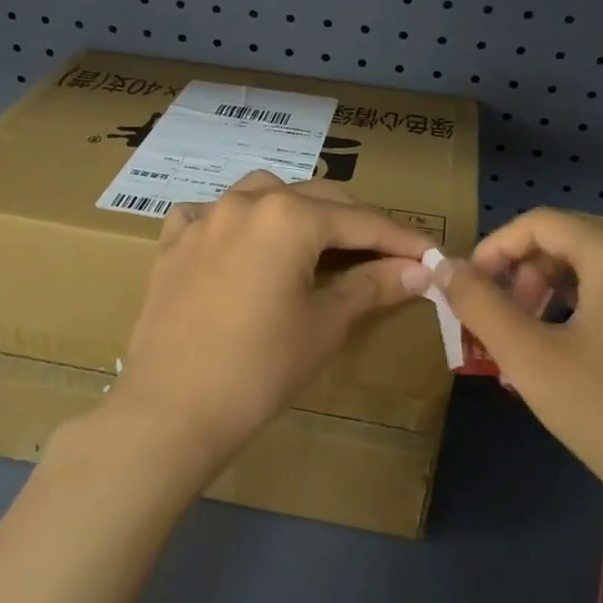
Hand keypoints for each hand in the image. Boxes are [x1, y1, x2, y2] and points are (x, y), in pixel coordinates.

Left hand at [107, 171, 431, 478]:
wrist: (170, 409)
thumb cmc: (259, 369)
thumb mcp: (325, 325)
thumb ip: (373, 286)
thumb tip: (419, 269)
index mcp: (289, 216)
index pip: (361, 221)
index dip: (401, 237)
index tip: (432, 251)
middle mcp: (247, 201)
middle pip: (316, 198)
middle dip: (355, 222)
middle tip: (385, 253)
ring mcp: (204, 217)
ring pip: (263, 192)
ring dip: (297, 209)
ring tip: (315, 242)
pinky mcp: (173, 241)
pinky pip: (211, 212)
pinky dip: (237, 220)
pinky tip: (242, 244)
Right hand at [434, 209, 602, 542]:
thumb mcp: (530, 359)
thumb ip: (480, 305)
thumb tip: (444, 267)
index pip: (541, 223)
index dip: (496, 248)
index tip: (471, 286)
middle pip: (579, 235)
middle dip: (532, 268)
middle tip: (511, 315)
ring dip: (570, 280)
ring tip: (549, 330)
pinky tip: (599, 352)